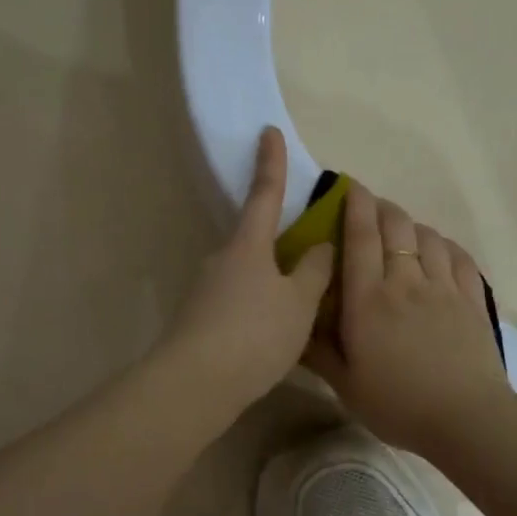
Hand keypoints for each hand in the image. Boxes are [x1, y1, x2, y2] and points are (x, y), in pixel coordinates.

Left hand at [162, 127, 335, 418]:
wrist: (196, 385)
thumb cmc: (254, 334)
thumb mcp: (298, 304)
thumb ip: (314, 272)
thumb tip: (320, 246)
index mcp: (247, 245)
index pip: (264, 193)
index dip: (271, 162)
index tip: (268, 131)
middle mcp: (221, 259)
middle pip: (256, 239)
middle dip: (280, 241)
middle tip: (311, 255)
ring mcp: (206, 290)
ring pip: (248, 275)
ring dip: (272, 282)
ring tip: (302, 308)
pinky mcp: (200, 320)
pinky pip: (238, 301)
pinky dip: (259, 306)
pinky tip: (274, 333)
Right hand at [304, 185, 511, 458]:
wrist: (466, 419)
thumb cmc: (397, 404)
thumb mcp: (345, 384)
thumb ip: (318, 351)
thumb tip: (295, 323)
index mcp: (368, 299)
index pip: (359, 236)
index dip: (354, 204)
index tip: (348, 186)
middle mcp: (405, 282)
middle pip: (395, 226)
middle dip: (381, 208)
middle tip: (370, 208)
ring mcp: (444, 288)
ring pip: (428, 237)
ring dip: (412, 225)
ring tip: (403, 230)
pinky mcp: (472, 301)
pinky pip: (460, 258)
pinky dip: (446, 246)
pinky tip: (440, 250)